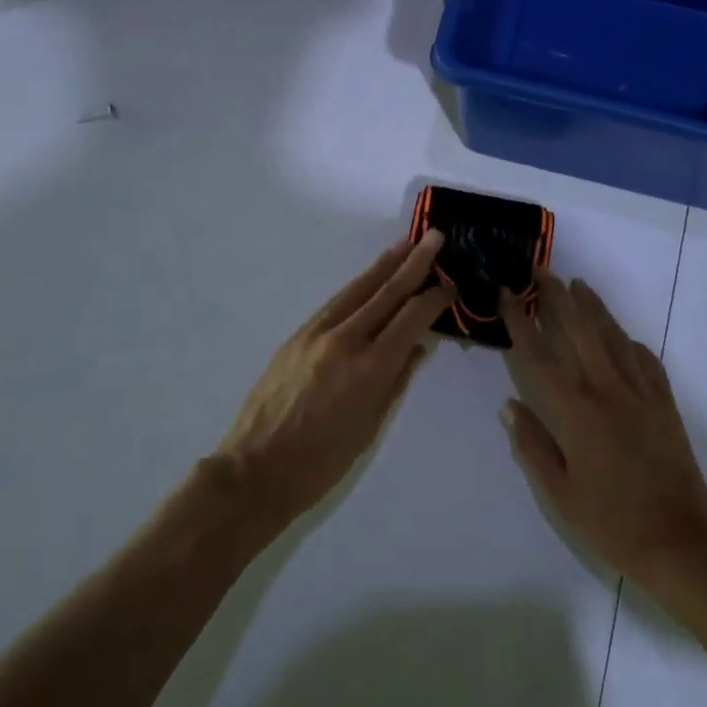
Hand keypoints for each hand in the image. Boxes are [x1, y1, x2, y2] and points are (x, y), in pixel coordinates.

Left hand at [216, 231, 453, 531]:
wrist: (254, 469)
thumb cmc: (321, 462)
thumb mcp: (370, 426)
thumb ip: (397, 380)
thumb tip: (418, 346)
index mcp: (369, 368)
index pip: (411, 319)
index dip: (434, 298)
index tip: (452, 283)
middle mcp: (345, 340)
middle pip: (386, 292)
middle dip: (414, 262)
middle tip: (436, 237)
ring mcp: (317, 333)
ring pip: (358, 289)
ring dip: (385, 264)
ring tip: (406, 243)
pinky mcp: (297, 335)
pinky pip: (337, 302)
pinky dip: (359, 285)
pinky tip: (371, 278)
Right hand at [500, 274, 706, 590]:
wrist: (681, 542)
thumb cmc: (611, 523)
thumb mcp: (560, 493)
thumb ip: (533, 445)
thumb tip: (510, 405)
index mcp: (577, 413)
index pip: (540, 356)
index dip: (521, 322)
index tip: (508, 294)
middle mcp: (609, 391)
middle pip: (580, 331)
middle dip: (559, 298)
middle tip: (542, 271)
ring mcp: (641, 393)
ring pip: (614, 337)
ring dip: (594, 308)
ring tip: (578, 285)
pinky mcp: (665, 403)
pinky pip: (645, 360)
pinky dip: (630, 342)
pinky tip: (622, 336)